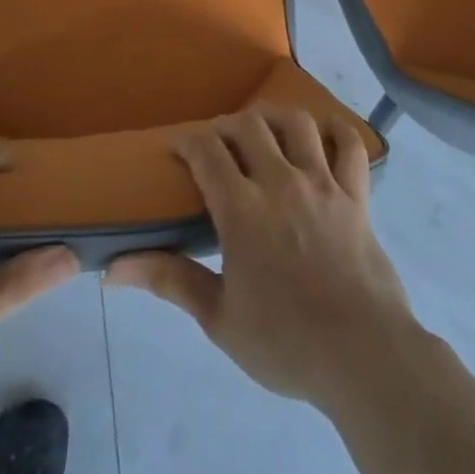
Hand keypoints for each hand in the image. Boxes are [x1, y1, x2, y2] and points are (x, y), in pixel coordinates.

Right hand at [105, 108, 423, 413]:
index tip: (178, 148)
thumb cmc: (285, 342)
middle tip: (219, 143)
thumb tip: (111, 270)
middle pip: (250, 125)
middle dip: (227, 126)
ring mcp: (323, 184)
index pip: (207, 151)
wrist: (363, 356)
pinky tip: (323, 135)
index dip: (188, 141)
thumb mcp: (219, 318)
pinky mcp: (357, 195)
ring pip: (297, 124)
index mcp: (242, 209)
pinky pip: (350, 146)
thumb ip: (169, 281)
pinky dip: (335, 131)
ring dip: (275, 117)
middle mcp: (280, 182)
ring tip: (264, 128)